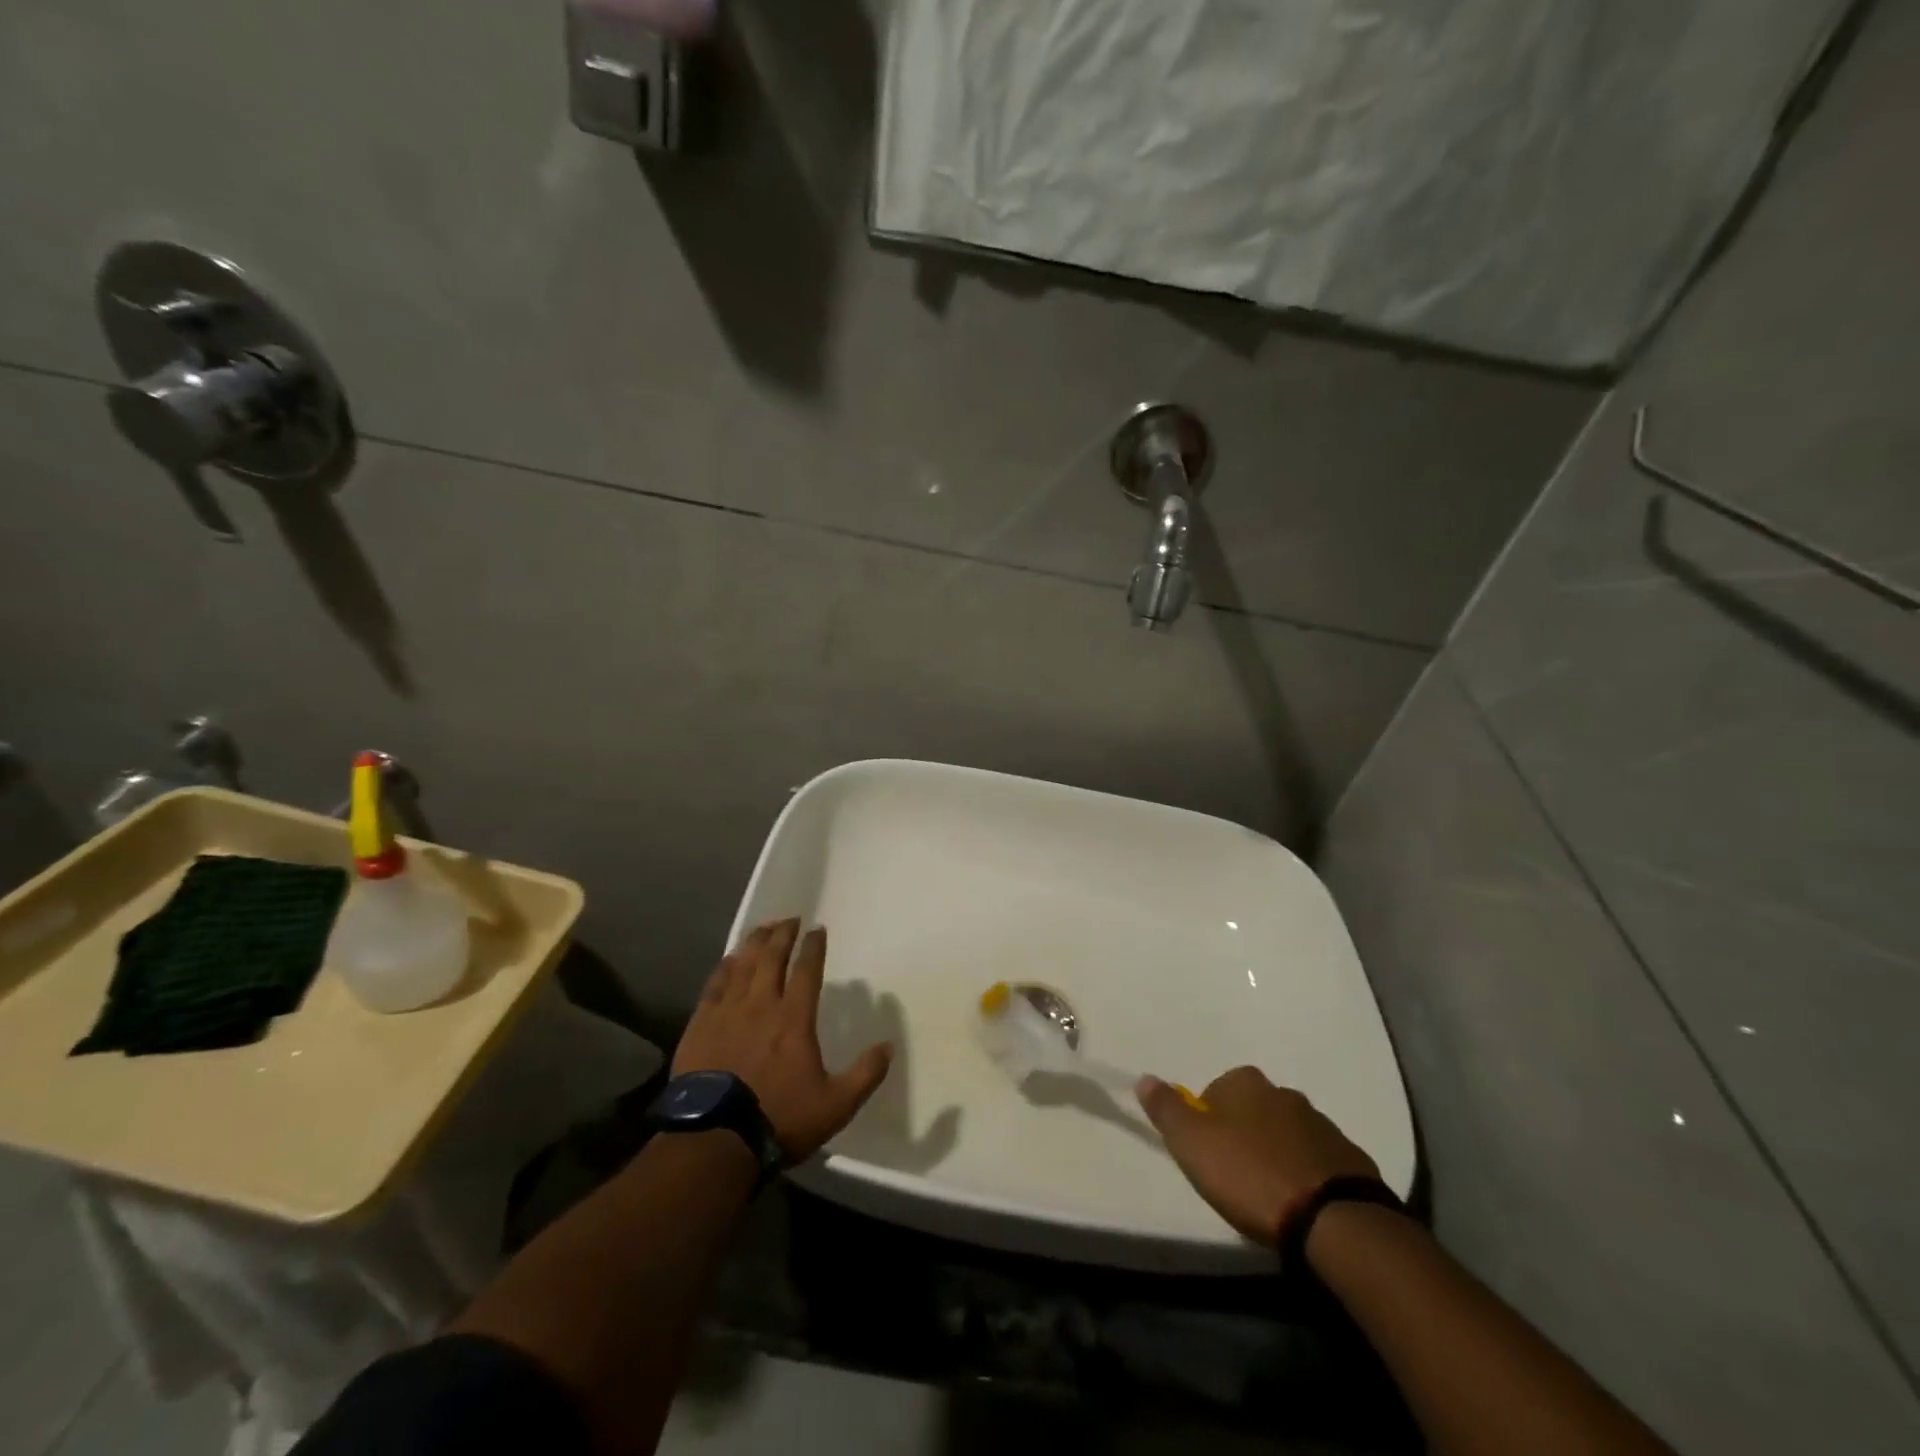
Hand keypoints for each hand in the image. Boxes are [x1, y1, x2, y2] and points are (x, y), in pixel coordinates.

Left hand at [673, 918, 892, 1162]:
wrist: (715, 1141)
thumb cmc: (780, 1119)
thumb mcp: (836, 1105)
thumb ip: (865, 1074)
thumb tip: (888, 1046)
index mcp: (794, 1019)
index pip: (807, 970)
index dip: (813, 947)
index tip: (817, 929)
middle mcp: (761, 1005)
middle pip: (772, 958)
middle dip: (783, 935)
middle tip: (790, 919)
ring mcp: (727, 1013)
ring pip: (742, 965)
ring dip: (755, 943)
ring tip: (763, 928)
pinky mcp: (700, 1025)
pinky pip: (714, 985)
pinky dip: (724, 967)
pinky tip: (729, 959)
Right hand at [1135, 1066, 1378, 1246]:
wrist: (1331, 1219)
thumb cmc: (1249, 1174)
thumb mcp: (1192, 1143)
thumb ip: (1166, 1109)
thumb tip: (1144, 1077)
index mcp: (1246, 1083)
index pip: (1216, 1090)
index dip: (1207, 1120)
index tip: (1207, 1153)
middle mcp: (1285, 1093)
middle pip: (1255, 1108)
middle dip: (1245, 1132)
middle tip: (1236, 1173)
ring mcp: (1323, 1125)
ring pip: (1289, 1133)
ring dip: (1278, 1152)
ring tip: (1270, 1192)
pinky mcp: (1352, 1159)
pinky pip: (1320, 1160)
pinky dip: (1309, 1173)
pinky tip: (1303, 1201)